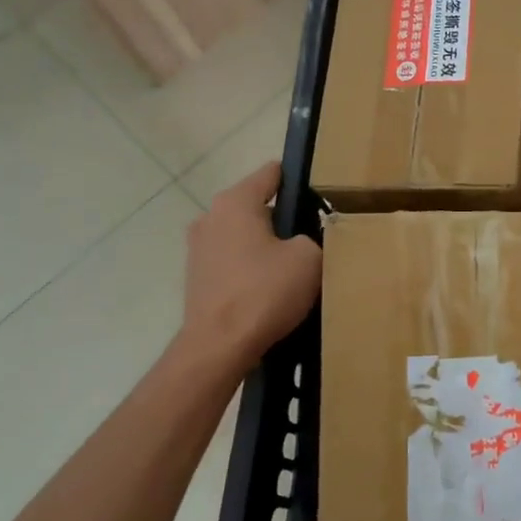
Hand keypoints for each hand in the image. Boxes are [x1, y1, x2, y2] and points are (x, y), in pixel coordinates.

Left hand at [177, 162, 321, 373]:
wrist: (219, 347)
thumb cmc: (265, 292)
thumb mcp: (310, 258)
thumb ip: (315, 236)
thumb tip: (305, 240)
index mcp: (236, 201)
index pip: (273, 173)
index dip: (301, 180)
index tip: (323, 196)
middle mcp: (210, 216)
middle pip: (259, 206)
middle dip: (285, 219)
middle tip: (316, 237)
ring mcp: (198, 248)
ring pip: (245, 236)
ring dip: (267, 246)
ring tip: (295, 268)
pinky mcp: (197, 278)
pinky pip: (233, 261)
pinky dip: (252, 269)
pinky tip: (271, 290)